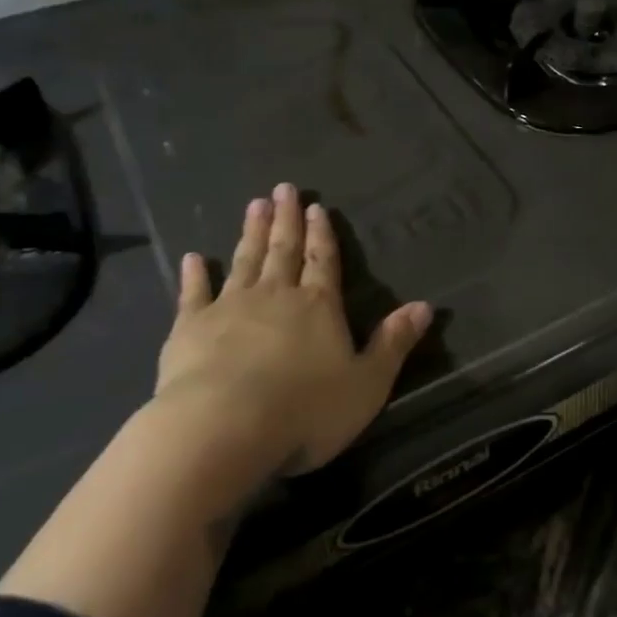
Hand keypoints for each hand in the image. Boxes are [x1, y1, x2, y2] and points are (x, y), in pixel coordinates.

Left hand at [156, 183, 431, 475]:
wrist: (224, 428)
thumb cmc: (305, 410)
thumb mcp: (367, 383)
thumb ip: (393, 343)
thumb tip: (426, 306)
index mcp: (319, 307)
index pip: (324, 261)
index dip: (322, 234)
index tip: (316, 206)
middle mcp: (276, 296)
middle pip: (283, 250)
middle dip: (286, 220)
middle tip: (283, 189)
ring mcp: (230, 307)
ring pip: (244, 261)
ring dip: (251, 233)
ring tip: (254, 205)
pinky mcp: (190, 328)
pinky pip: (194, 293)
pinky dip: (195, 275)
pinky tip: (193, 257)